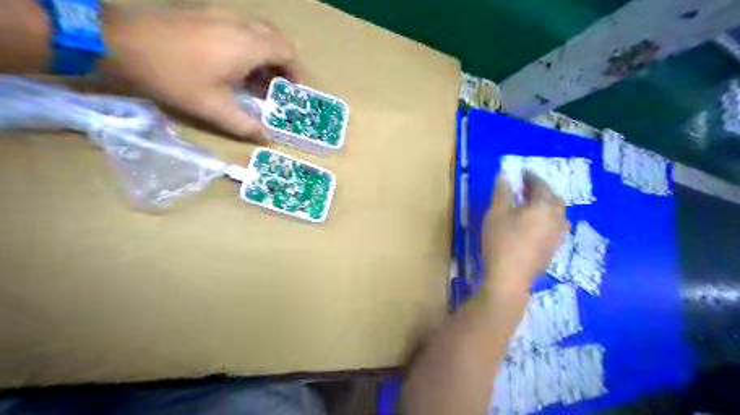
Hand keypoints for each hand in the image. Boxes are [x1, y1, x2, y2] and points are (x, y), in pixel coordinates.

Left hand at [99, 5, 296, 139]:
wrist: (121, 41)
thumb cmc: (174, 76)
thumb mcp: (213, 108)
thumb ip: (245, 125)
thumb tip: (266, 137)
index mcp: (248, 45)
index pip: (286, 52)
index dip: (295, 71)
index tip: (292, 90)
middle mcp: (240, 25)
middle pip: (275, 38)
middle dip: (282, 62)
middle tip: (277, 85)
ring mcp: (221, 15)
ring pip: (257, 32)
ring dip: (264, 54)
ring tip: (256, 79)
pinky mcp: (205, 13)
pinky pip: (239, 28)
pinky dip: (247, 46)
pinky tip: (234, 65)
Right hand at [484, 172, 568, 291]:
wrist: (510, 277)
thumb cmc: (501, 241)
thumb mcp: (496, 213)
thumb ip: (502, 192)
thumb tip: (505, 175)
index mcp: (543, 207)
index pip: (541, 185)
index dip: (531, 177)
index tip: (522, 173)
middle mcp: (556, 219)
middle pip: (554, 199)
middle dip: (542, 191)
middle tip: (526, 189)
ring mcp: (558, 236)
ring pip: (558, 215)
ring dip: (548, 206)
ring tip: (533, 207)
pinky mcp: (554, 250)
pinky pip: (556, 228)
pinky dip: (548, 220)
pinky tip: (536, 227)